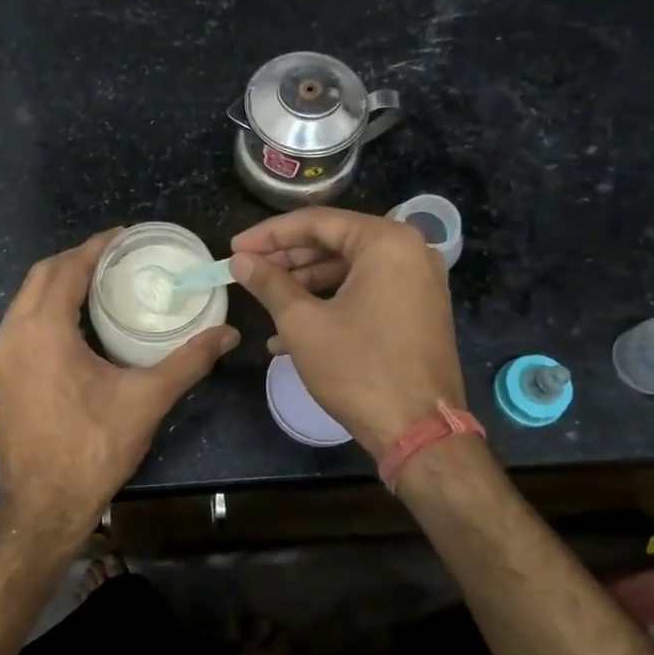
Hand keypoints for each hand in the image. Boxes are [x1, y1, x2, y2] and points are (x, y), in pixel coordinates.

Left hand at [0, 230, 238, 543]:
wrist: (43, 506)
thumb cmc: (94, 446)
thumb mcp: (147, 399)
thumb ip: (189, 361)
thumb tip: (228, 334)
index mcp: (43, 330)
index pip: (66, 269)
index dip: (94, 247)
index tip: (121, 236)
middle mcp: (12, 336)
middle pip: (38, 278)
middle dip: (73, 261)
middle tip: (111, 258)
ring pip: (22, 305)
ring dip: (54, 287)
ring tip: (92, 288)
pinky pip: (16, 331)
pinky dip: (41, 315)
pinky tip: (67, 334)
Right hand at [229, 208, 463, 456]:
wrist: (419, 431)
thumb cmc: (359, 370)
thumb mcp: (304, 324)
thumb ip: (270, 284)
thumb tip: (240, 260)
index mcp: (387, 242)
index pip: (317, 222)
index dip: (269, 235)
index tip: (234, 248)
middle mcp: (410, 252)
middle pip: (335, 243)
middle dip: (287, 259)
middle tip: (247, 270)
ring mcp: (418, 283)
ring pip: (349, 270)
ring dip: (304, 286)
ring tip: (265, 303)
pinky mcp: (418, 310)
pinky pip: (366, 293)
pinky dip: (331, 305)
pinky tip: (291, 333)